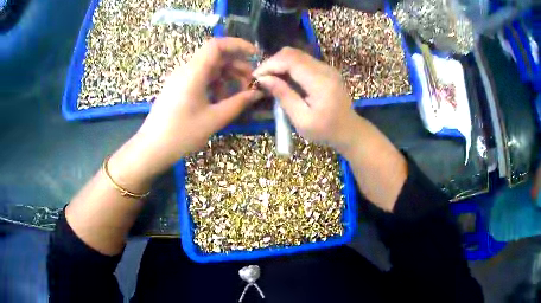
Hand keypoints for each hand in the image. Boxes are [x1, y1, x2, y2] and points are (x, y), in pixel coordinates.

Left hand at [133, 37, 262, 173]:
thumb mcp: (214, 119)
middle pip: (215, 56)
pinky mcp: (177, 87)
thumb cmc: (182, 134)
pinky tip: (220, 100)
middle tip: (250, 82)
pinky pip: (199, 77)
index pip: (217, 45)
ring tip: (237, 94)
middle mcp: (186, 69)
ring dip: (226, 76)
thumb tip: (257, 93)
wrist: (152, 148)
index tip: (255, 55)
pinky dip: (214, 83)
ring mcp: (180, 78)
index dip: (238, 45)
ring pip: (208, 67)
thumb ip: (238, 103)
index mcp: (193, 72)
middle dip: (236, 65)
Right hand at [253, 47, 357, 151]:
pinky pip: (303, 61)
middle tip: (262, 78)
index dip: (270, 65)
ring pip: (297, 55)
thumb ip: (284, 96)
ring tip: (270, 79)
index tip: (256, 77)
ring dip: (280, 63)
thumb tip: (264, 79)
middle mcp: (324, 69)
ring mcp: (326, 67)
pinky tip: (284, 79)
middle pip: (292, 53)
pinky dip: (289, 66)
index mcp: (320, 82)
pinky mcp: (325, 70)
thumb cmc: (325, 131)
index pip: (290, 60)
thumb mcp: (301, 119)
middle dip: (273, 62)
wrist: (349, 130)